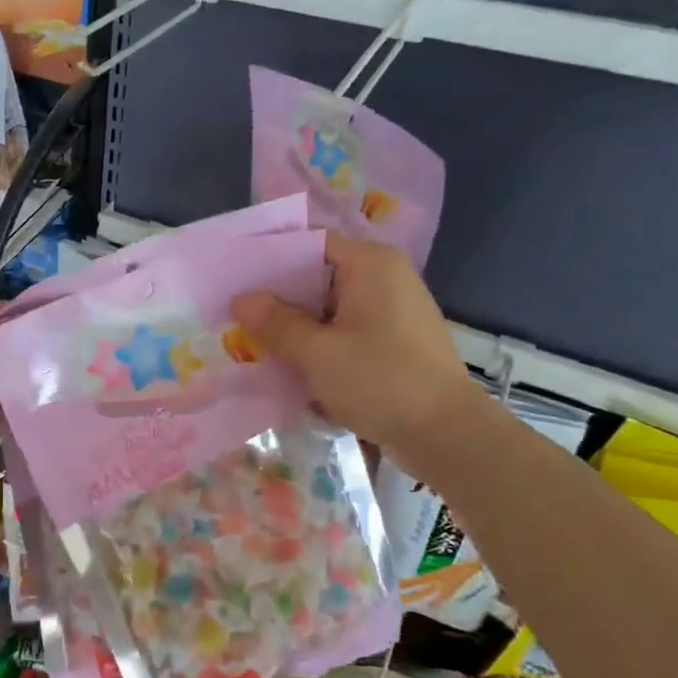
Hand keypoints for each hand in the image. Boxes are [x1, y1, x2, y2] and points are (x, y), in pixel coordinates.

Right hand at [231, 233, 485, 467]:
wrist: (446, 435)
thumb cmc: (381, 382)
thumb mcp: (318, 353)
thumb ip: (276, 323)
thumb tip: (241, 300)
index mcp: (370, 265)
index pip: (310, 242)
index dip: (269, 255)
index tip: (233, 274)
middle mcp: (382, 277)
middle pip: (316, 273)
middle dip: (276, 294)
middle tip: (232, 310)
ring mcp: (388, 310)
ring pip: (325, 305)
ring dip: (292, 321)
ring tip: (249, 336)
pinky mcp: (388, 340)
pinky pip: (340, 328)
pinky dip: (314, 339)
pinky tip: (285, 359)